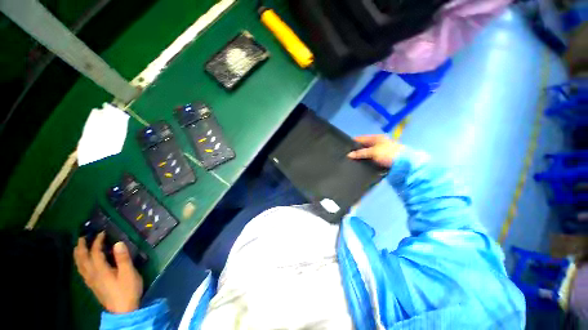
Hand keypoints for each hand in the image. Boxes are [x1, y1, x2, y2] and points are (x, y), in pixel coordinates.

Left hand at [74, 232, 142, 313]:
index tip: (102, 233)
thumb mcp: (129, 276)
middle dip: (82, 244)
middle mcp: (92, 271)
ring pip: (79, 264)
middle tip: (83, 236)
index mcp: (100, 267)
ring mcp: (90, 280)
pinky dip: (79, 265)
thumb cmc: (127, 293)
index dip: (98, 239)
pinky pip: (81, 272)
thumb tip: (118, 243)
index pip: (95, 249)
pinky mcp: (92, 287)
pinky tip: (81, 265)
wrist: (124, 314)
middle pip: (82, 255)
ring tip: (78, 247)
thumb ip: (123, 259)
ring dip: (77, 253)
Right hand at [347, 135, 403, 167]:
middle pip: (366, 146)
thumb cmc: (388, 154)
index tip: (345, 147)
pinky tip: (365, 167)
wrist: (404, 163)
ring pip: (370, 155)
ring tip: (354, 163)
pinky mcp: (386, 160)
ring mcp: (383, 152)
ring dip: (364, 159)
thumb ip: (361, 153)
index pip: (362, 138)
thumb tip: (349, 154)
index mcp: (377, 137)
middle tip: (348, 157)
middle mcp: (380, 143)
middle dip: (358, 151)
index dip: (354, 142)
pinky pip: (374, 161)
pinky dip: (370, 163)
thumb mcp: (373, 152)